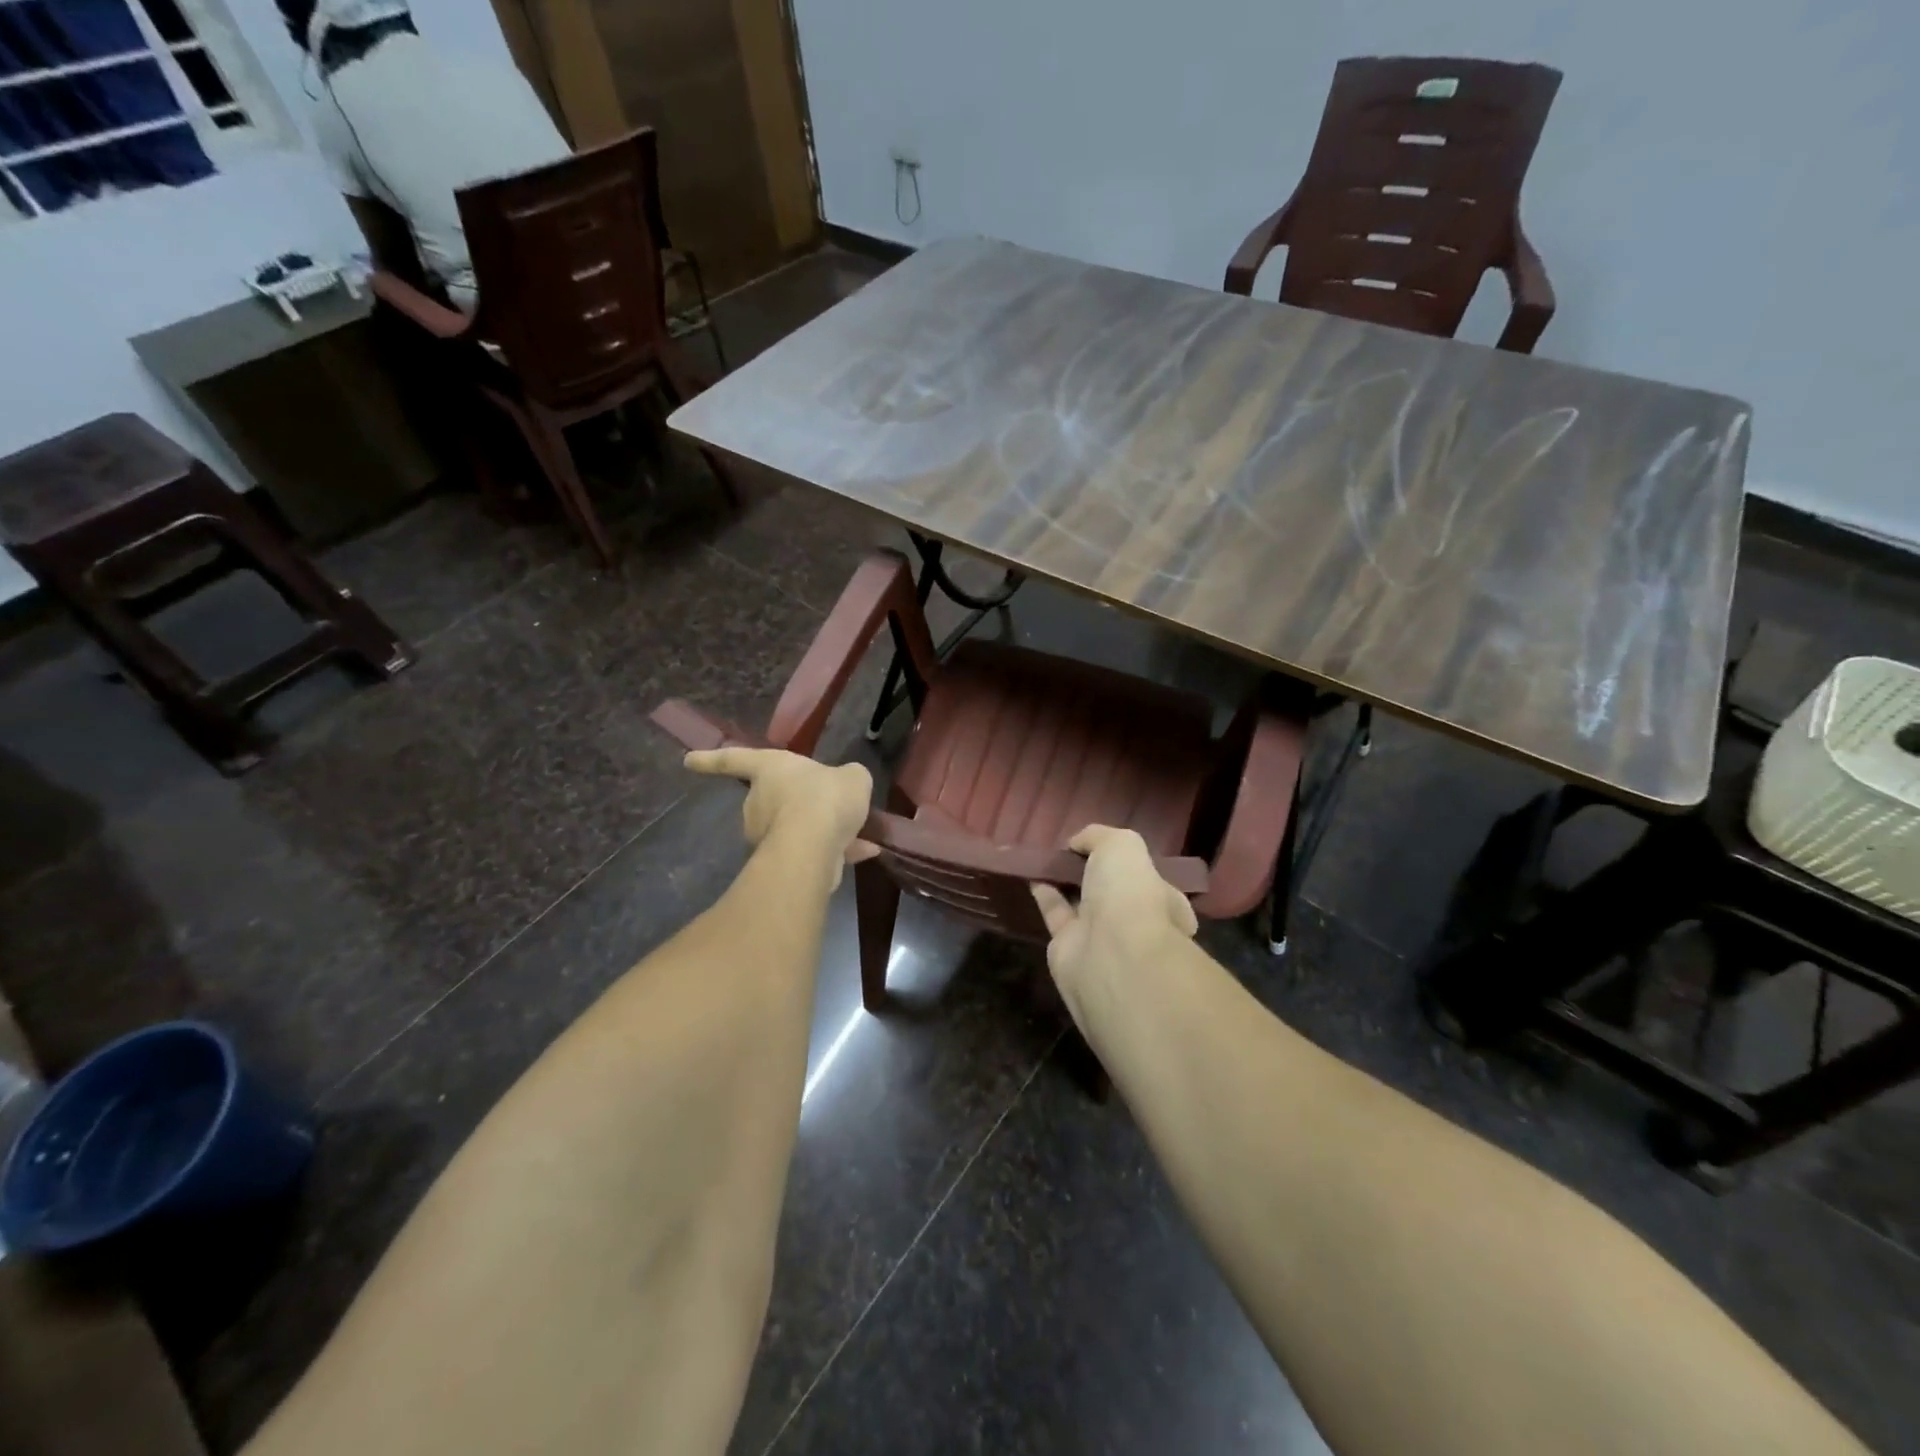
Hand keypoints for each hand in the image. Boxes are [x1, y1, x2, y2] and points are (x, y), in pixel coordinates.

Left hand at [685, 747, 878, 887]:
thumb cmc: (824, 797)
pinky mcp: (783, 864)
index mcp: (768, 769)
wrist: (814, 846)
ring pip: (796, 828)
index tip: (687, 760)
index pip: (733, 759)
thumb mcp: (851, 777)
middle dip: (795, 803)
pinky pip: (810, 851)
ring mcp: (768, 835)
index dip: (711, 759)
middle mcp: (759, 802)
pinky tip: (864, 852)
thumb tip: (847, 784)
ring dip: (820, 830)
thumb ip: (847, 779)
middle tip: (825, 804)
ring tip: (854, 831)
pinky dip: (834, 852)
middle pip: (772, 799)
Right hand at [1031, 826, 1197, 1020]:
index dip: (1129, 862)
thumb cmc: (1130, 893)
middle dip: (1095, 875)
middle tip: (1071, 852)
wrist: (1110, 952)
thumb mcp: (1122, 844)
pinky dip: (1044, 894)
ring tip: (1046, 858)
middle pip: (1113, 893)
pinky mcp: (1069, 947)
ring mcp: (1103, 938)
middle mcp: (1136, 922)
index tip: (1104, 846)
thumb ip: (1099, 837)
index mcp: (1165, 901)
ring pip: (1082, 903)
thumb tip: (1076, 843)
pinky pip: (1056, 914)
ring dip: (1066, 882)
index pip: (1149, 878)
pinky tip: (1032, 874)